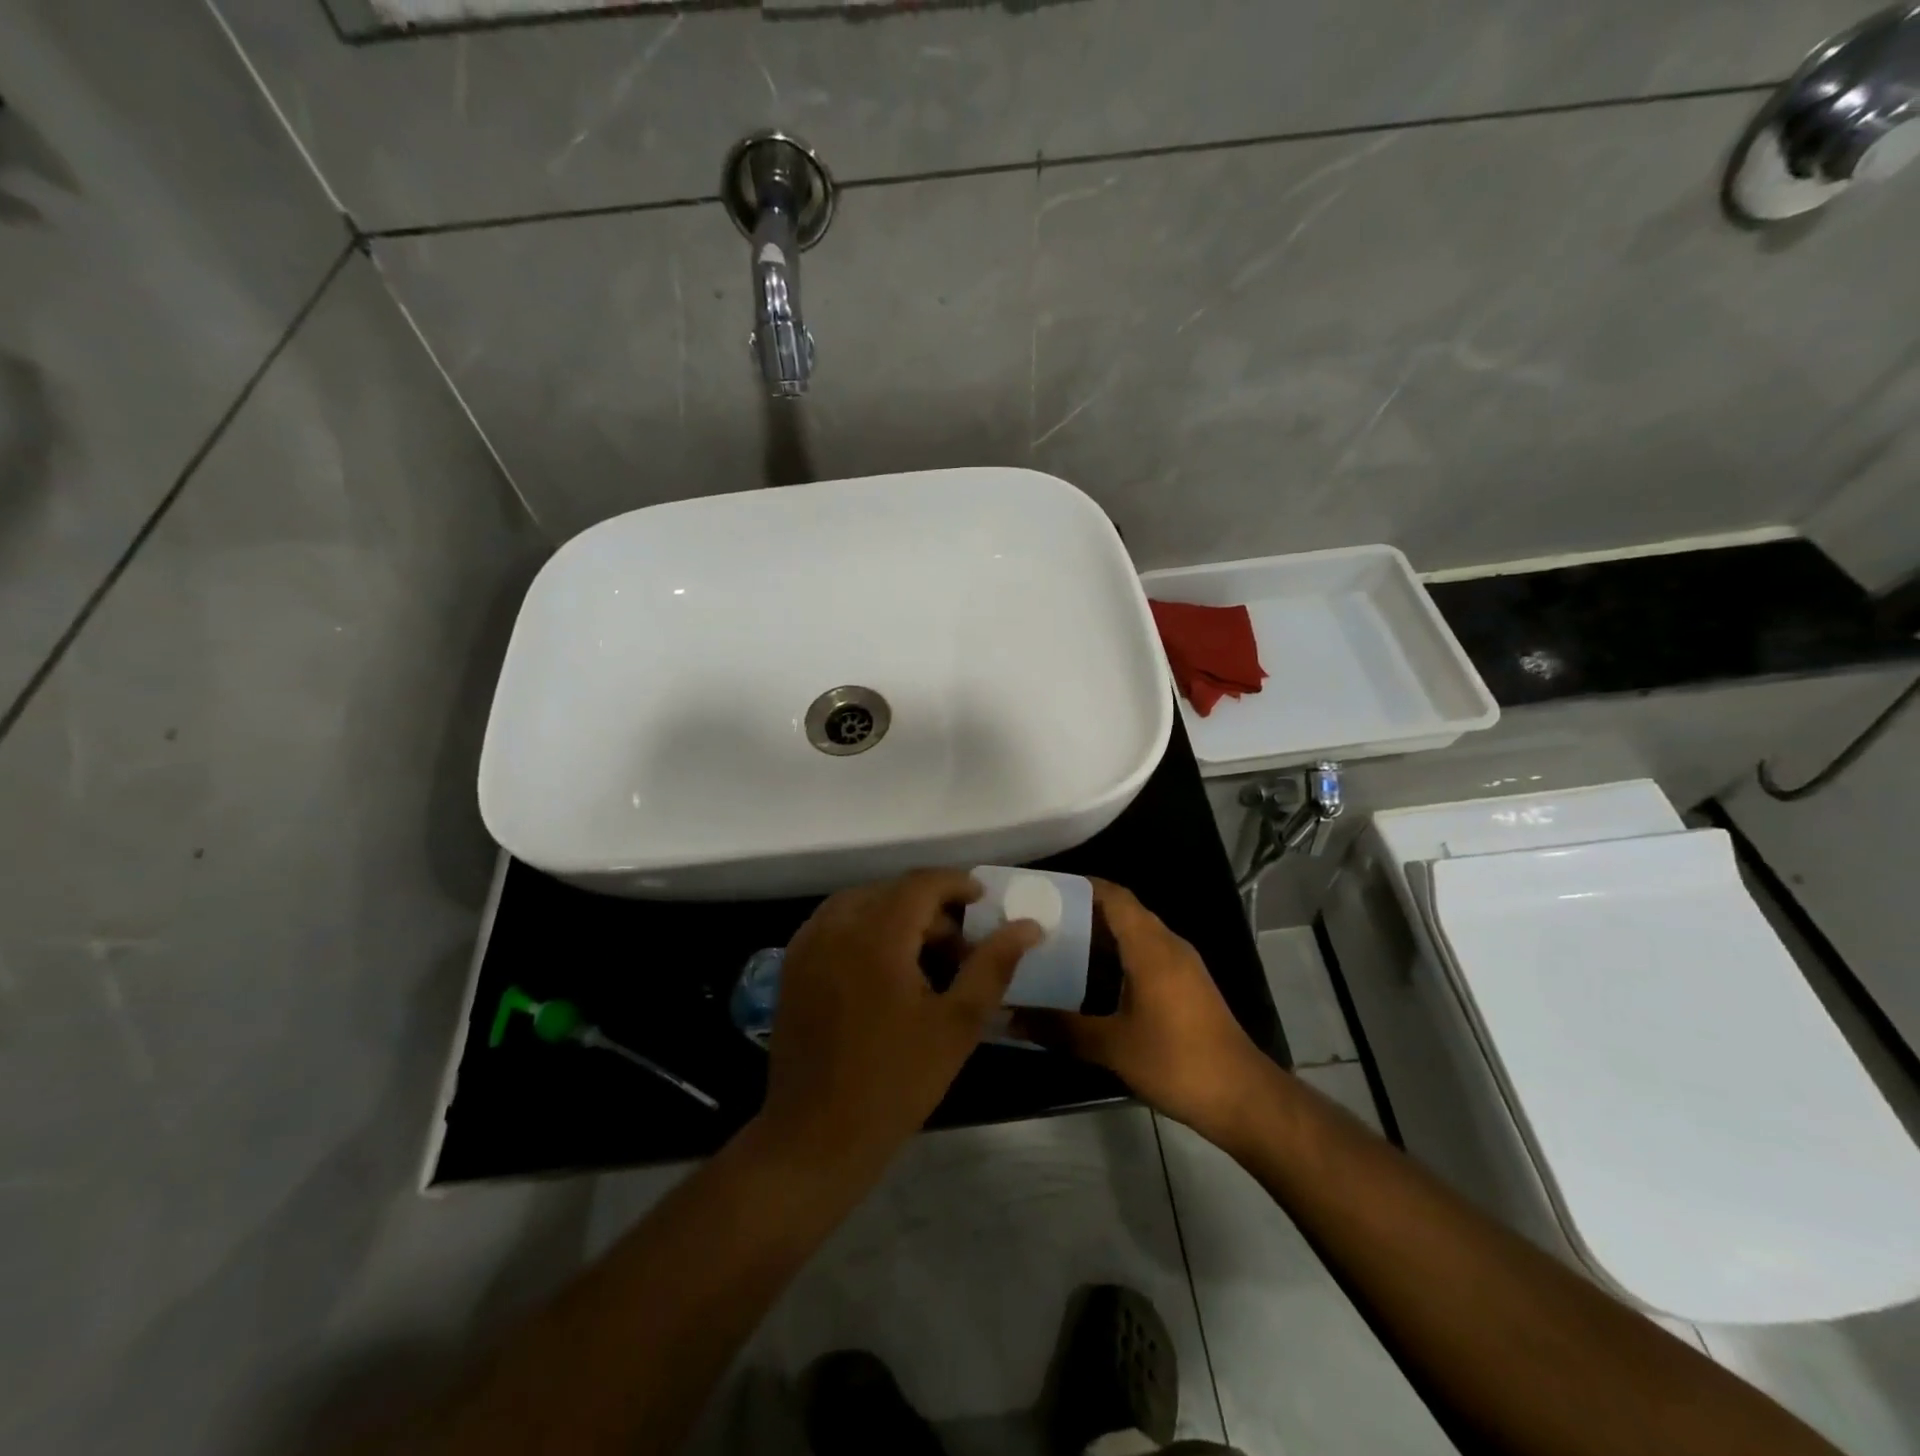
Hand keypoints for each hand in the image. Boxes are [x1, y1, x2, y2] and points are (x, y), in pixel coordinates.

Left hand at [758, 869, 1041, 1178]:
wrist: (816, 1136)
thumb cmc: (895, 1081)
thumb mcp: (957, 1024)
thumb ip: (993, 965)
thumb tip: (1030, 926)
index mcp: (876, 934)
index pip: (921, 883)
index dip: (957, 884)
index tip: (983, 902)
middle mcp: (836, 925)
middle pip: (892, 892)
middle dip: (931, 908)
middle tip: (960, 949)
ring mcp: (807, 943)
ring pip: (862, 904)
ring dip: (897, 917)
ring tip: (925, 959)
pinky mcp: (793, 965)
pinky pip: (835, 924)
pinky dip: (866, 929)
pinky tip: (884, 969)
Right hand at [1013, 880, 1269, 1143]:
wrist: (1242, 1097)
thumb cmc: (1177, 1061)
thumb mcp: (1112, 1047)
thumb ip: (1060, 1028)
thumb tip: (1010, 1017)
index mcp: (1151, 947)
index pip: (1114, 896)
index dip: (1080, 886)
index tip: (1043, 891)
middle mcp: (1168, 946)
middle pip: (1122, 912)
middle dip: (1082, 912)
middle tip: (1039, 921)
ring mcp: (1181, 966)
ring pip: (1134, 935)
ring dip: (1099, 937)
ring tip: (1056, 947)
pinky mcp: (1186, 986)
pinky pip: (1145, 955)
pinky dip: (1116, 958)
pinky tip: (1089, 981)